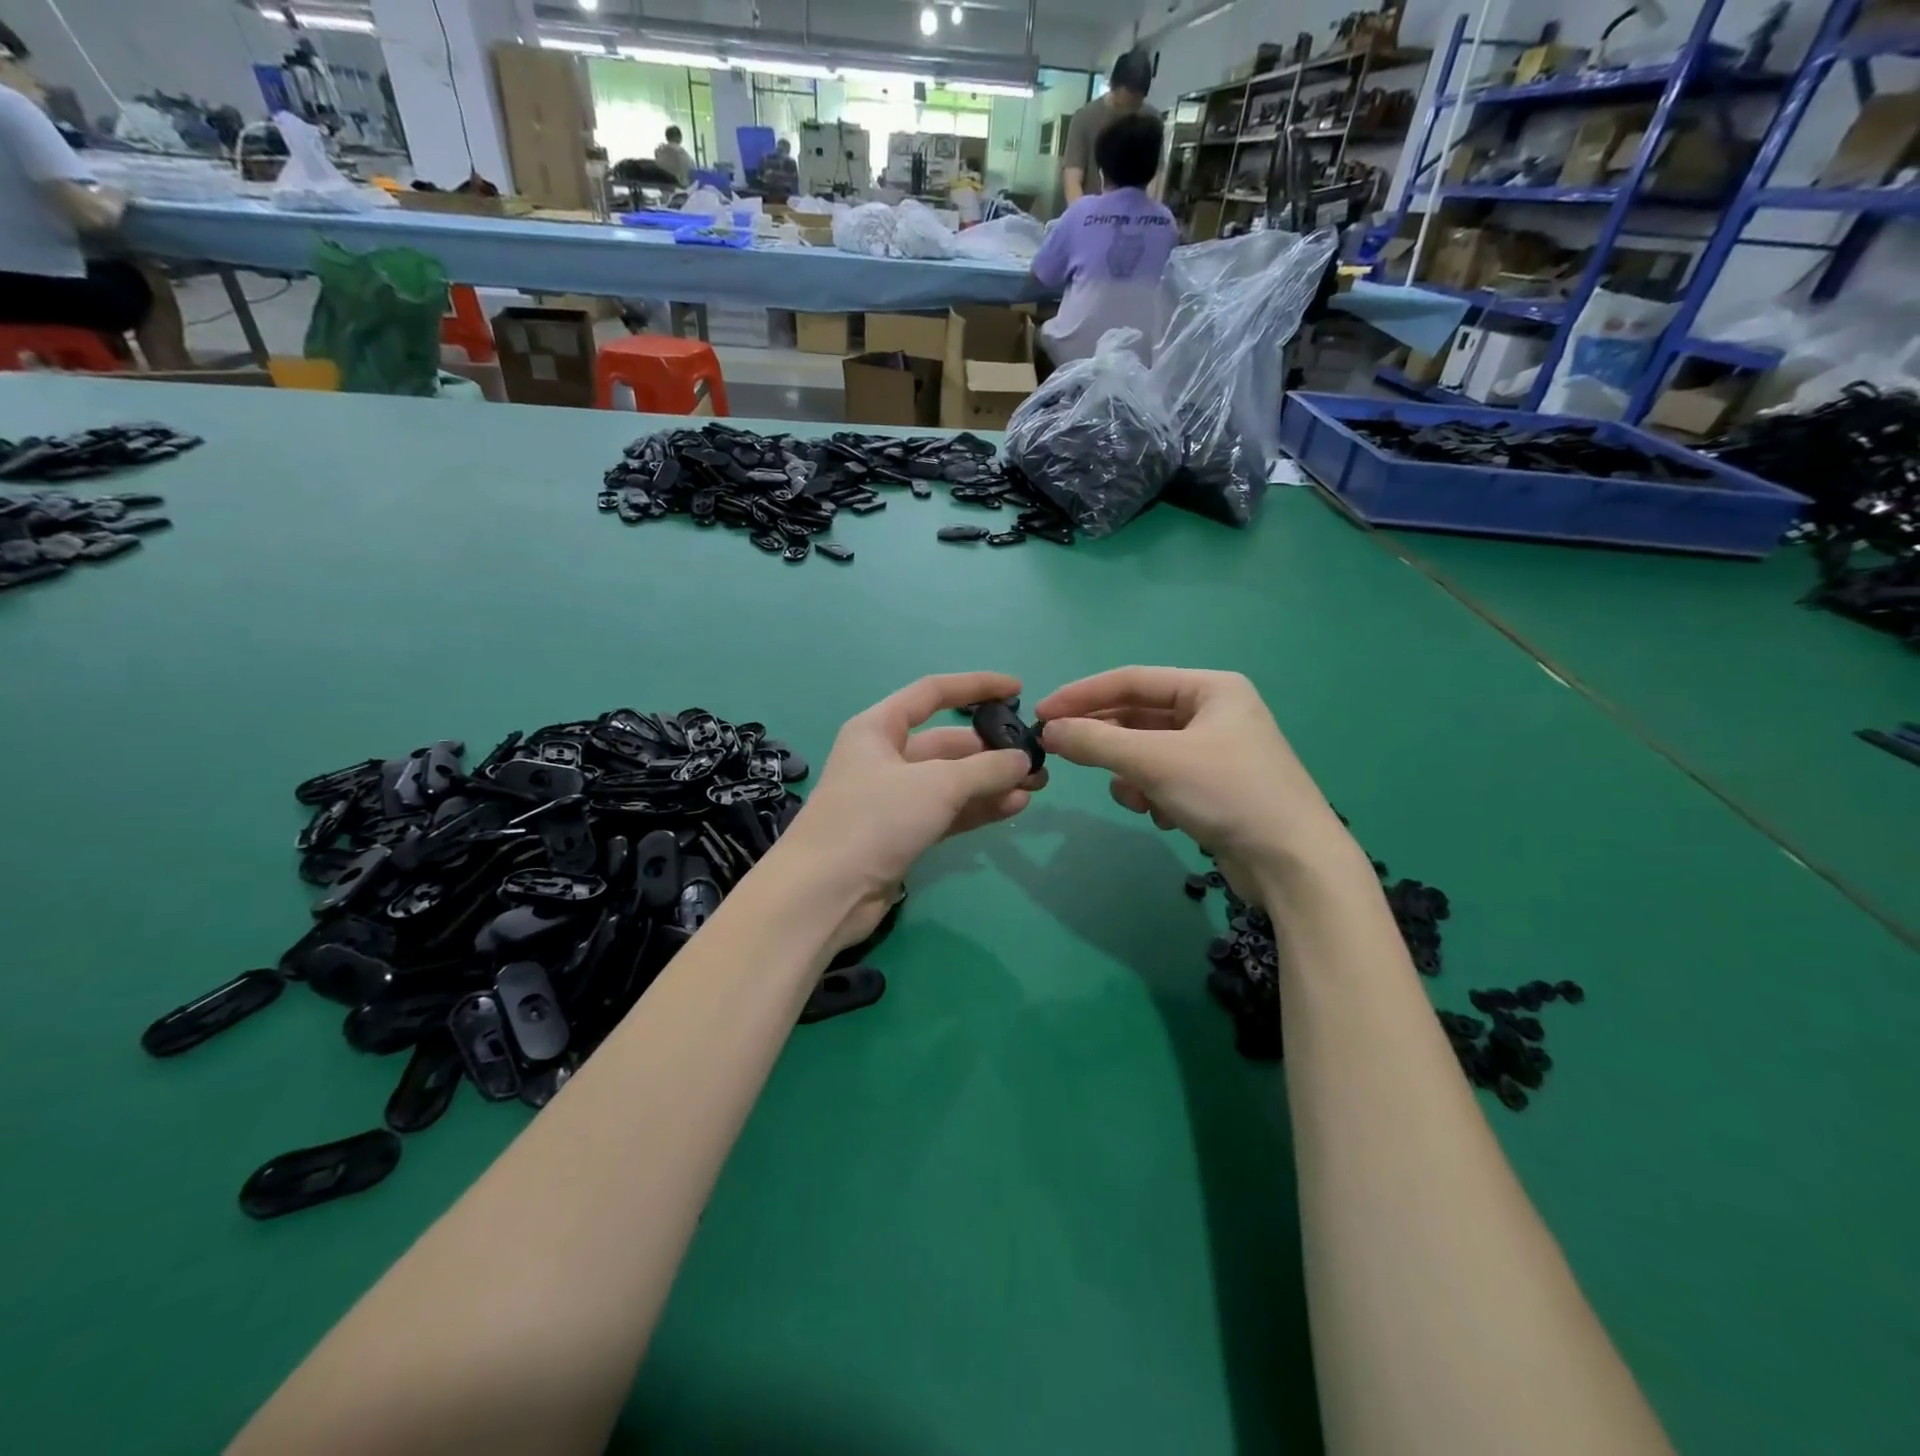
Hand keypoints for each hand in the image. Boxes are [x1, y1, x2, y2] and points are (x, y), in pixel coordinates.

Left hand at [780, 672, 1045, 946]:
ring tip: (1036, 786)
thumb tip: (1024, 759)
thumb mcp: (936, 785)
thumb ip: (986, 769)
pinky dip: (978, 808)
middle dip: (991, 749)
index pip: (932, 694)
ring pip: (951, 781)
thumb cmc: (875, 819)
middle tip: (1036, 759)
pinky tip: (1014, 807)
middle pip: (947, 743)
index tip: (1016, 687)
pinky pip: (948, 811)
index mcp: (879, 728)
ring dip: (991, 782)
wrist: (826, 893)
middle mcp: (885, 757)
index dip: (975, 686)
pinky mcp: (902, 833)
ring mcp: (893, 798)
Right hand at [1035, 667, 1351, 892]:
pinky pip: (1163, 778)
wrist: (1292, 863)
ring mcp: (1216, 751)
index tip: (1042, 714)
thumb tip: (1049, 731)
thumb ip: (1097, 742)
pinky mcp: (1214, 787)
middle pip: (1138, 717)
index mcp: (1210, 688)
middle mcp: (1214, 712)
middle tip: (1061, 752)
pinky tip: (1163, 816)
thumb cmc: (1227, 793)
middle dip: (1106, 741)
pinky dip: (1153, 794)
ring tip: (1136, 799)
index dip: (1082, 695)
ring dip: (1131, 775)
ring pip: (1147, 752)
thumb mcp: (1155, 762)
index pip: (1131, 680)